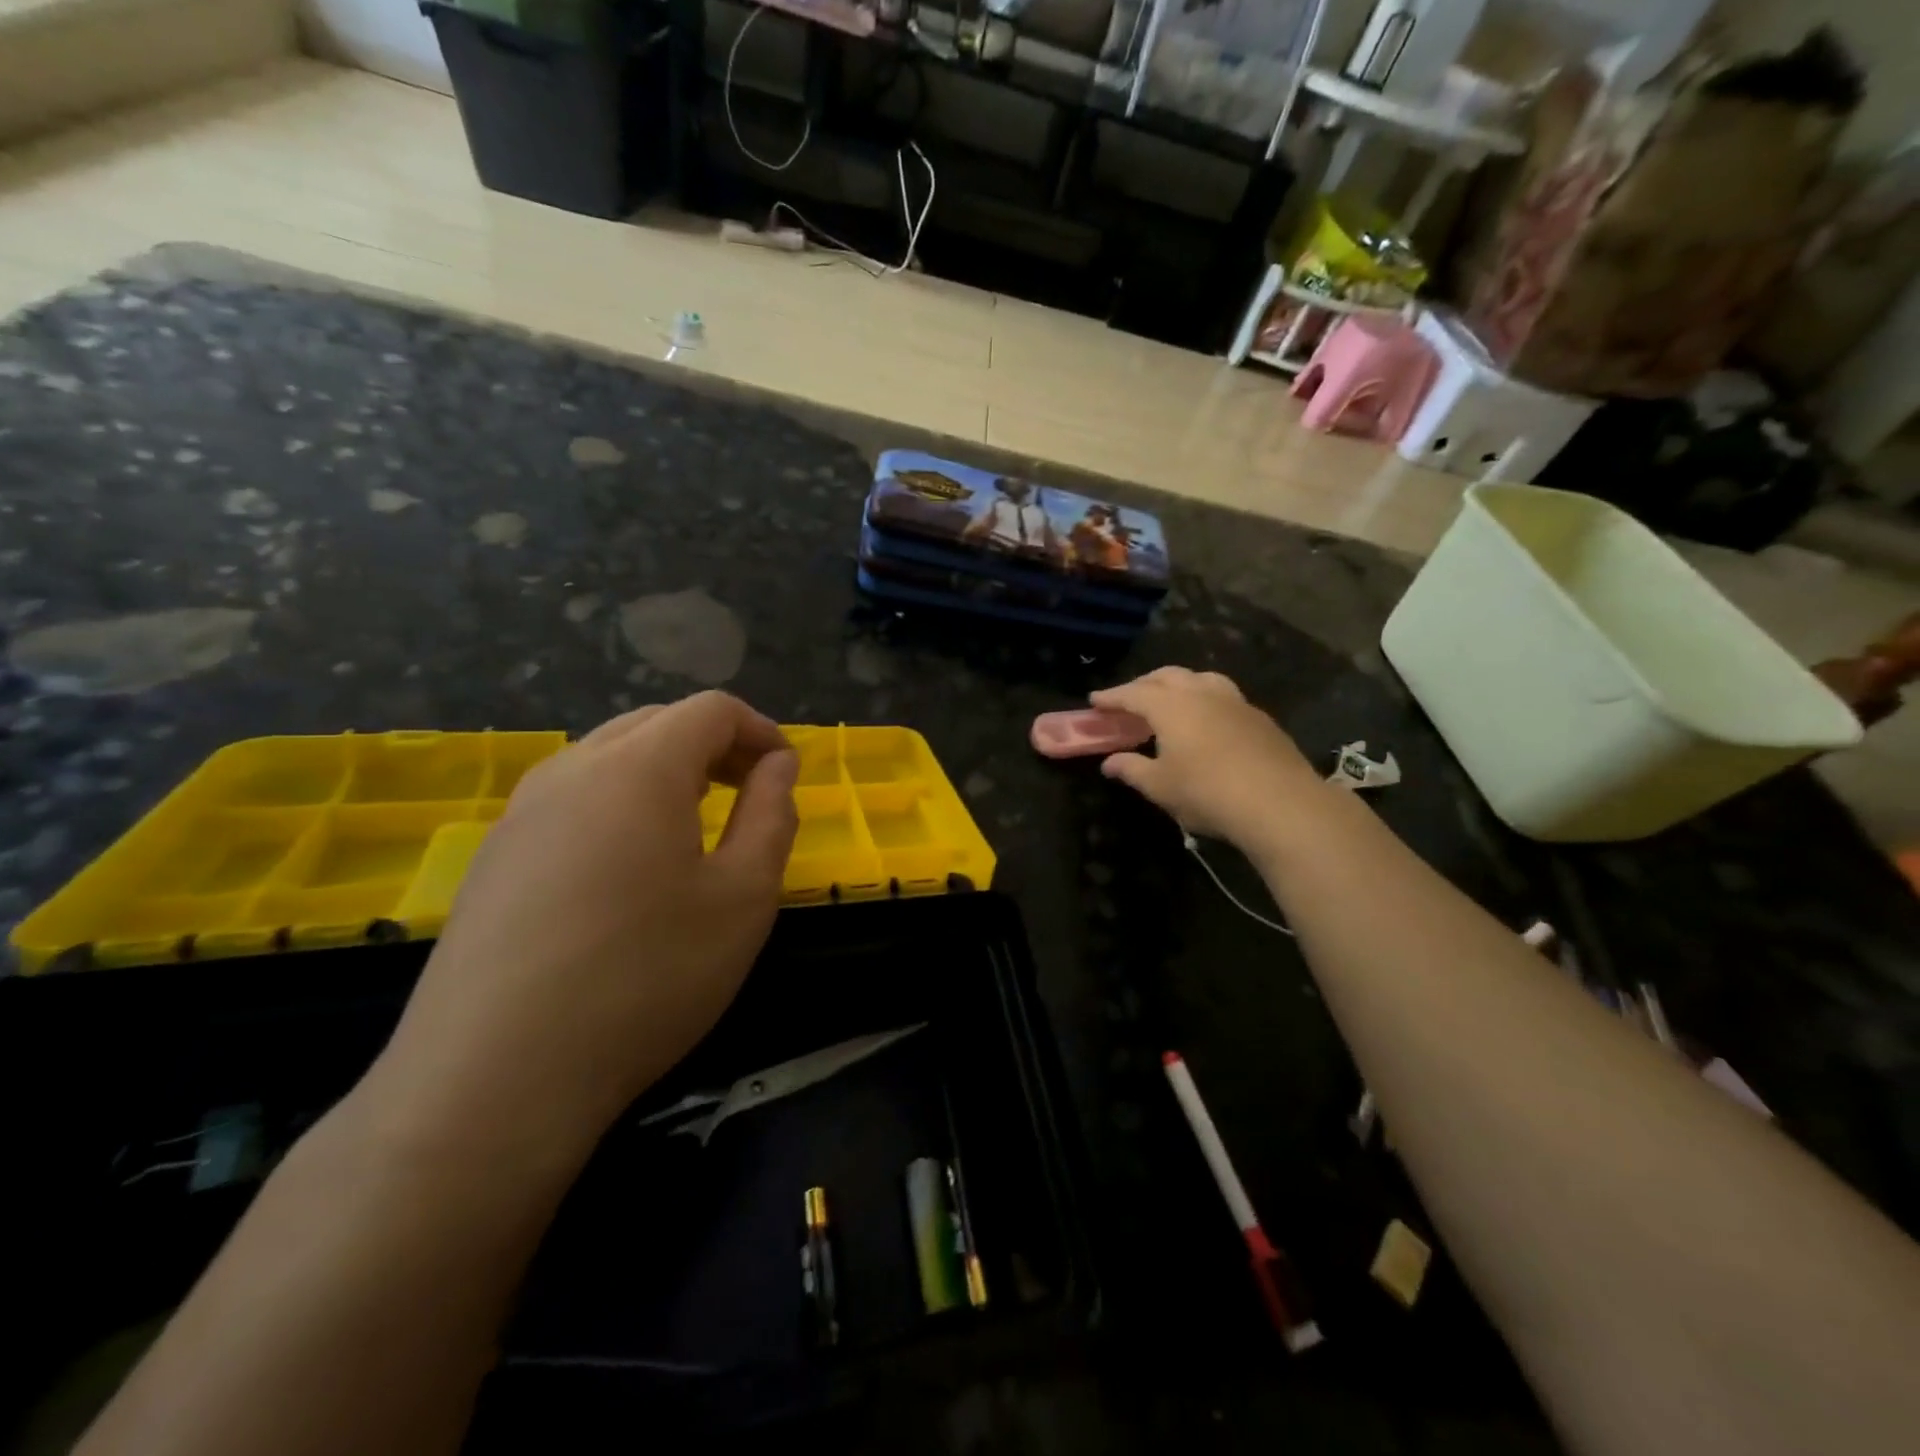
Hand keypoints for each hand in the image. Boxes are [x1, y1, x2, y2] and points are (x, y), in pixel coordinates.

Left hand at [372, 693, 798, 1163]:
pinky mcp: (494, 855)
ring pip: (609, 756)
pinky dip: (620, 802)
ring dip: (666, 771)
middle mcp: (573, 769)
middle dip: (715, 745)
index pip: (710, 709)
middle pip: (657, 722)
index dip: (760, 730)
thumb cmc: (646, 978)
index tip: (786, 774)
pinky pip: (572, 797)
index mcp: (639, 768)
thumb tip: (777, 766)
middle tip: (750, 795)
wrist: (495, 1078)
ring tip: (696, 826)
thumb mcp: (743, 898)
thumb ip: (771, 816)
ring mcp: (522, 811)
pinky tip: (629, 868)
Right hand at [1091, 668, 1327, 854]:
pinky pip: (1223, 695)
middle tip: (1129, 699)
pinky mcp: (1259, 717)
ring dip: (1179, 684)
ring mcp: (1235, 702)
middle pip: (1167, 676)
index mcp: (1171, 706)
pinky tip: (1207, 720)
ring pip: (1201, 679)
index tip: (1095, 701)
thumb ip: (1131, 769)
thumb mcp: (1160, 786)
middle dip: (1144, 683)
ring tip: (1171, 700)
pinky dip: (1205, 699)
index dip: (1112, 696)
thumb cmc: (1207, 792)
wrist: (1279, 803)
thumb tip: (1109, 763)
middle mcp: (1201, 693)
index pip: (1134, 693)